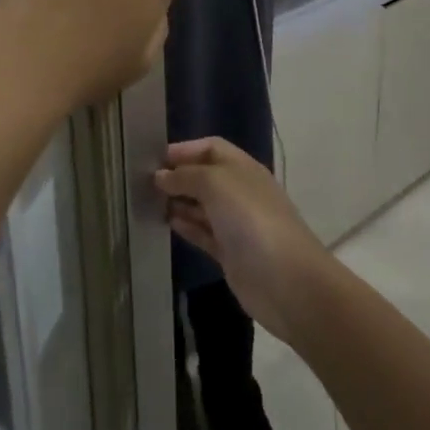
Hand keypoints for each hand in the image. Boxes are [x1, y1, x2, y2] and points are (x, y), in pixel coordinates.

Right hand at [155, 139, 333, 343]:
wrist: (286, 281)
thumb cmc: (251, 220)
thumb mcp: (216, 184)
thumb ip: (186, 175)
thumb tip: (161, 176)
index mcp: (243, 169)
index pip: (211, 148)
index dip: (185, 149)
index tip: (153, 158)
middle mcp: (240, 192)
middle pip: (205, 177)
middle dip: (178, 176)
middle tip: (143, 183)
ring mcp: (236, 224)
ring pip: (202, 206)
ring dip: (179, 202)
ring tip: (148, 202)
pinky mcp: (231, 253)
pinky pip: (204, 233)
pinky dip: (186, 226)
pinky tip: (167, 223)